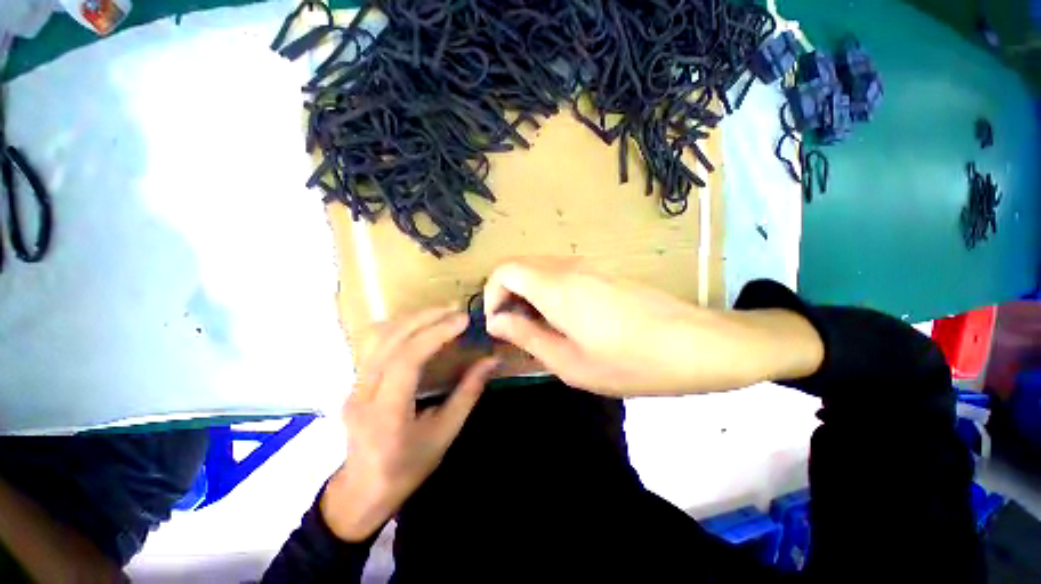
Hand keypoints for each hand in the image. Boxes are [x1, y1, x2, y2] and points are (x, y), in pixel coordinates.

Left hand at [321, 307, 497, 541]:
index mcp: (386, 413)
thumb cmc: (407, 467)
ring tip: (440, 312)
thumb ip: (468, 393)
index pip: (407, 360)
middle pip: (390, 341)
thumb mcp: (445, 434)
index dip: (436, 334)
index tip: (462, 320)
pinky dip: (399, 326)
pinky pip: (374, 342)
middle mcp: (363, 393)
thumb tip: (492, 361)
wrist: (362, 490)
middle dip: (425, 318)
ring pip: (377, 337)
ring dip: (411, 318)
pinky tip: (419, 324)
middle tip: (455, 309)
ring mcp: (353, 384)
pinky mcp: (354, 380)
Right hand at [483, 257, 822, 396]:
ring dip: (528, 294)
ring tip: (539, 329)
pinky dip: (548, 292)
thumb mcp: (571, 363)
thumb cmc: (632, 362)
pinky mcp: (604, 272)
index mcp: (556, 287)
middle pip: (520, 266)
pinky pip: (561, 274)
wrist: (698, 344)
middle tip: (516, 329)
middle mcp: (568, 267)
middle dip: (507, 295)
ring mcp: (589, 266)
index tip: (499, 324)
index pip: (504, 270)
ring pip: (540, 269)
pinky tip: (566, 320)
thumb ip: (527, 337)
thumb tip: (497, 322)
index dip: (491, 294)